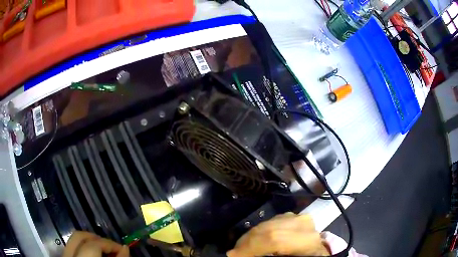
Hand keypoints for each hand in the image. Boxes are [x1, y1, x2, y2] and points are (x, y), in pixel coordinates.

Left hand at [63, 231, 128, 256]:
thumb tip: (126, 248)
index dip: (109, 244)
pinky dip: (84, 247)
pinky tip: (93, 254)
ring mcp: (64, 254)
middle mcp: (69, 254)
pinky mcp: (64, 256)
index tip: (123, 249)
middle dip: (97, 238)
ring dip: (90, 242)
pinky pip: (72, 246)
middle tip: (112, 247)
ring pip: (74, 239)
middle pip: (79, 236)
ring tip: (103, 250)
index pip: (93, 245)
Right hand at [227, 213, 329, 256]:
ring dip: (252, 235)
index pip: (274, 239)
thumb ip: (262, 255)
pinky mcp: (296, 216)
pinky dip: (261, 230)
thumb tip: (235, 253)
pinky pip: (272, 221)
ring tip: (242, 246)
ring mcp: (301, 217)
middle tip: (235, 251)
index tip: (232, 254)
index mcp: (307, 239)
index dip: (250, 247)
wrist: (315, 253)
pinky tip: (255, 238)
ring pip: (269, 223)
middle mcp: (305, 224)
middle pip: (269, 229)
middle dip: (247, 241)